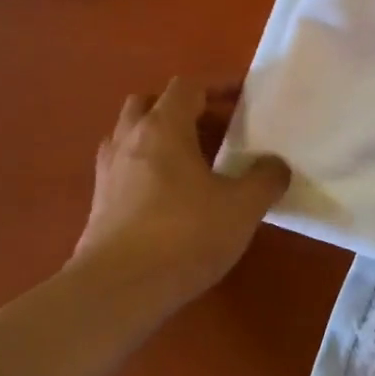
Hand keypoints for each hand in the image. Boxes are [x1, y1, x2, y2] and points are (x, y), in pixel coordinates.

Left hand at [70, 78, 289, 310]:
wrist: (120, 288)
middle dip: (182, 108)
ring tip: (192, 161)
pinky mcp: (99, 204)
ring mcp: (108, 172)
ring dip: (159, 137)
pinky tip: (170, 196)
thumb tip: (275, 165)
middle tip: (214, 128)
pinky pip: (125, 168)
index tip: (244, 98)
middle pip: (150, 103)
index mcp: (163, 128)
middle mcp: (129, 140)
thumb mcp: (242, 207)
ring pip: (131, 135)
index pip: (187, 87)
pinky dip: (147, 168)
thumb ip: (265, 179)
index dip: (217, 87)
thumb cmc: (186, 235)